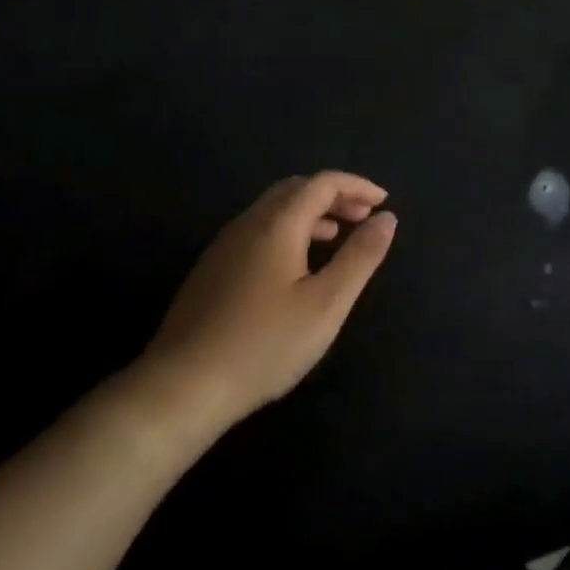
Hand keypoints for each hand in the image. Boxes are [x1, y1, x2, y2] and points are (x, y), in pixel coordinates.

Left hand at [132, 172, 396, 427]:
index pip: (322, 183)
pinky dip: (289, 230)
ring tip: (336, 237)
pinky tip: (296, 266)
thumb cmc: (265, 344)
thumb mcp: (327, 303)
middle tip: (363, 216)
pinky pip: (258, 231)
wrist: (182, 386)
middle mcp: (248, 224)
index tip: (384, 202)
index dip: (357, 186)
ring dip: (311, 213)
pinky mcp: (212, 270)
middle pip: (295, 189)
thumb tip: (387, 218)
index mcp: (277, 224)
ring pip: (274, 210)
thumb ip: (360, 256)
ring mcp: (224, 246)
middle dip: (334, 195)